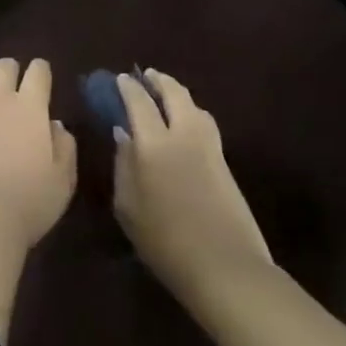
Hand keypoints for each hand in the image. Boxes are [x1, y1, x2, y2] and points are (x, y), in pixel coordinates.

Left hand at [0, 57, 76, 251]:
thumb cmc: (27, 205)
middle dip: (9, 73)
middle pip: (4, 66)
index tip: (40, 81)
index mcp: (30, 107)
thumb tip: (55, 124)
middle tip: (8, 92)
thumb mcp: (62, 182)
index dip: (40, 72)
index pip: (39, 71)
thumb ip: (64, 147)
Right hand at [113, 69, 273, 307]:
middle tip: (147, 77)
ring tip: (167, 96)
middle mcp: (183, 135)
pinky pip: (205, 124)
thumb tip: (123, 134)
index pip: (139, 102)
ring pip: (194, 106)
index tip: (120, 79)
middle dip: (158, 81)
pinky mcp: (225, 163)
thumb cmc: (165, 242)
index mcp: (153, 144)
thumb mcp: (128, 207)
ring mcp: (209, 147)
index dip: (128, 87)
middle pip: (173, 93)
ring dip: (178, 94)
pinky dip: (192, 113)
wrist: (225, 267)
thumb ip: (123, 165)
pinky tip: (185, 124)